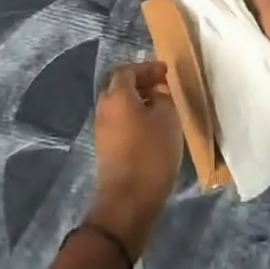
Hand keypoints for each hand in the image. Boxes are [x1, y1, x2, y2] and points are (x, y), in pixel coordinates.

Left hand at [87, 61, 182, 258]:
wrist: (128, 200)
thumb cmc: (151, 153)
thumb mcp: (168, 119)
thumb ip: (163, 98)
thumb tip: (157, 93)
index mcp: (116, 95)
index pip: (127, 70)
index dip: (147, 68)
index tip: (165, 71)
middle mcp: (104, 108)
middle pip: (119, 86)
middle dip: (140, 83)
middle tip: (162, 86)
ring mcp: (101, 129)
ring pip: (119, 105)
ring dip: (137, 101)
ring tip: (161, 107)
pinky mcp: (105, 148)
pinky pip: (119, 122)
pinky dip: (133, 117)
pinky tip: (151, 128)